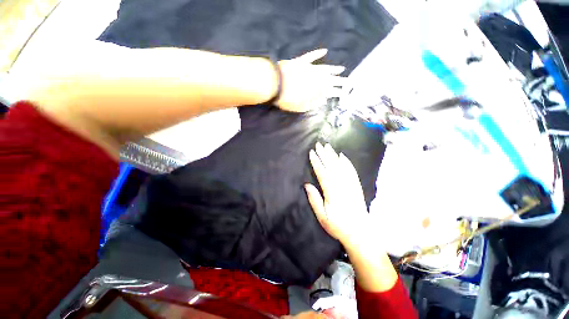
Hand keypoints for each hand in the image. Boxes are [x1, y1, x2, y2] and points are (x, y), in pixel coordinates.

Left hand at [276, 49, 344, 111]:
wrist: (274, 84)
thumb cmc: (287, 99)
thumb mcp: (300, 107)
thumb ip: (313, 104)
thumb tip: (323, 101)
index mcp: (316, 90)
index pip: (330, 91)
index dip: (338, 92)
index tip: (345, 92)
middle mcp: (316, 78)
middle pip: (331, 79)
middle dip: (341, 81)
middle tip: (349, 81)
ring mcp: (309, 68)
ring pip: (325, 67)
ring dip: (334, 68)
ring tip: (342, 69)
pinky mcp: (302, 61)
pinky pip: (312, 56)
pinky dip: (318, 53)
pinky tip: (325, 51)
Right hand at [305, 143, 369, 246]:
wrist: (360, 232)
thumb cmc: (338, 226)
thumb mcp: (322, 216)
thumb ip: (314, 200)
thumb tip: (307, 184)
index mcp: (332, 193)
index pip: (322, 173)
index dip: (316, 162)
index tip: (312, 153)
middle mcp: (342, 186)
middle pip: (332, 166)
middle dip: (324, 154)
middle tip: (318, 144)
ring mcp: (350, 185)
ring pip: (341, 166)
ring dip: (333, 155)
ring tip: (327, 147)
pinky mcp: (356, 186)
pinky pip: (351, 171)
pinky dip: (346, 162)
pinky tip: (342, 156)